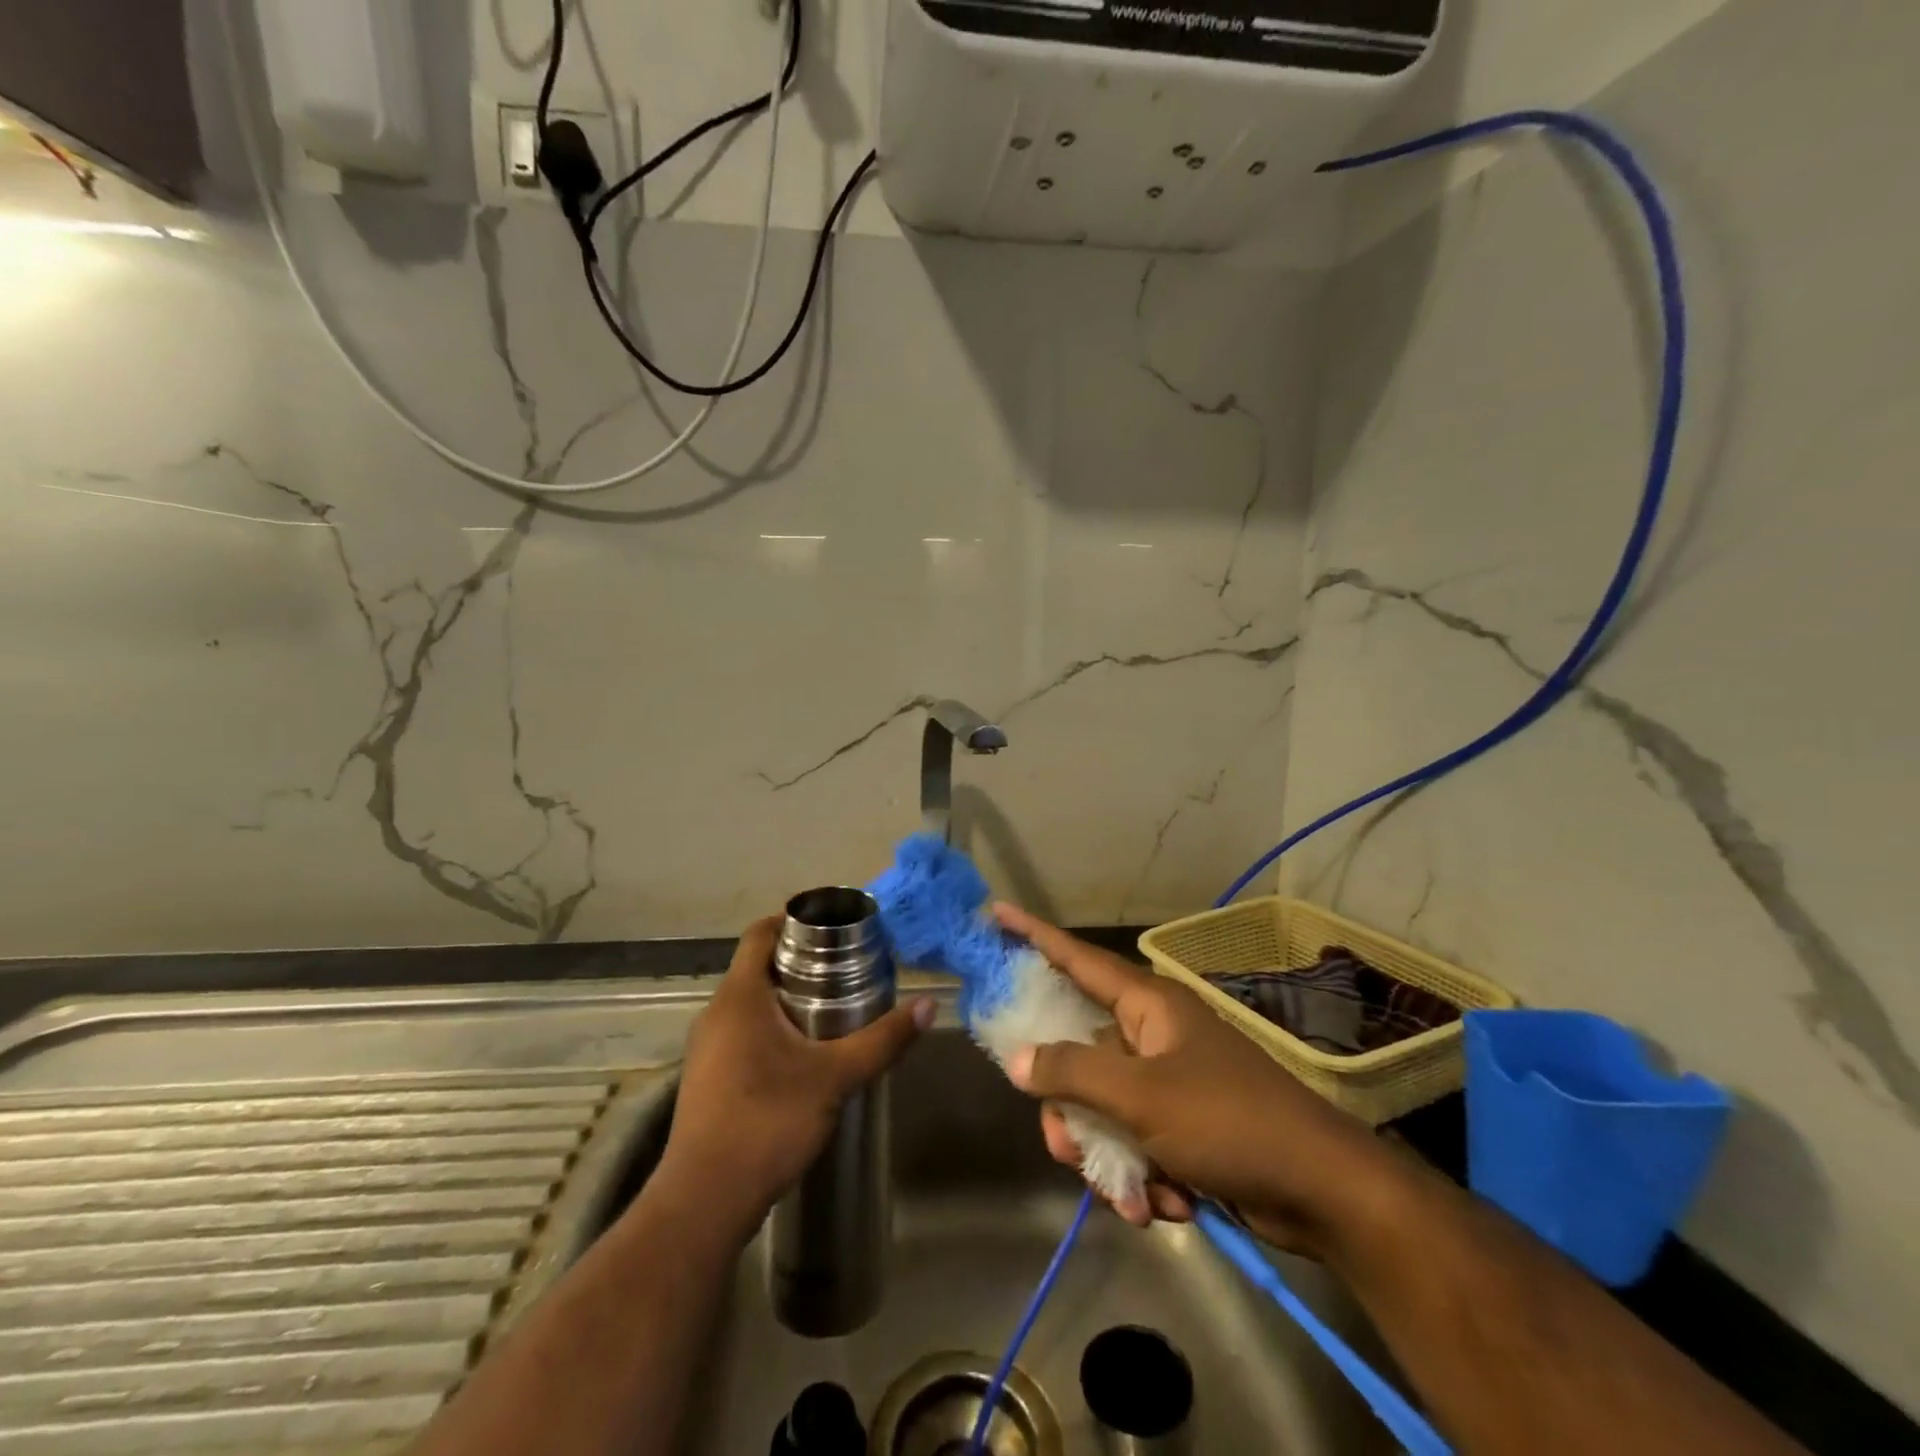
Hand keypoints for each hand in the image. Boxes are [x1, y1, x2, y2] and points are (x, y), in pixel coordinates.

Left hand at [659, 916, 936, 1238]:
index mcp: (739, 996)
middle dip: (801, 961)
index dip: (794, 920)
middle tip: (847, 968)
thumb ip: (882, 1040)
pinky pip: (742, 1032)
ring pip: (750, 1002)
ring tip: (834, 1008)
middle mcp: (716, 1013)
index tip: (834, 928)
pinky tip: (804, 1054)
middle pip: (758, 966)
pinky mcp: (708, 1078)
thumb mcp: (835, 1077)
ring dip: (787, 997)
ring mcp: (707, 1048)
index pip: (760, 933)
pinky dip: (772, 1027)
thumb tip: (927, 1005)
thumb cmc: (768, 1121)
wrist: (705, 1202)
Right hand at [995, 903, 1391, 1258]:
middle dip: (1071, 1113)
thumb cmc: (1227, 1121)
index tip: (995, 912)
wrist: (1323, 1191)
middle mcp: (1153, 1034)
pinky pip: (1135, 1142)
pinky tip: (1168, 1205)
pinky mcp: (1184, 1125)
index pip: (1076, 958)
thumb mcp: (1140, 1097)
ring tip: (1135, 1197)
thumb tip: (1017, 1059)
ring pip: (1103, 1109)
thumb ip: (1072, 1073)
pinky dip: (1141, 1177)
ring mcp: (1170, 1081)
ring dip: (1109, 1159)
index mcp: (1147, 1005)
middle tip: (1068, 1149)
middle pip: (1080, 1057)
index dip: (1033, 935)